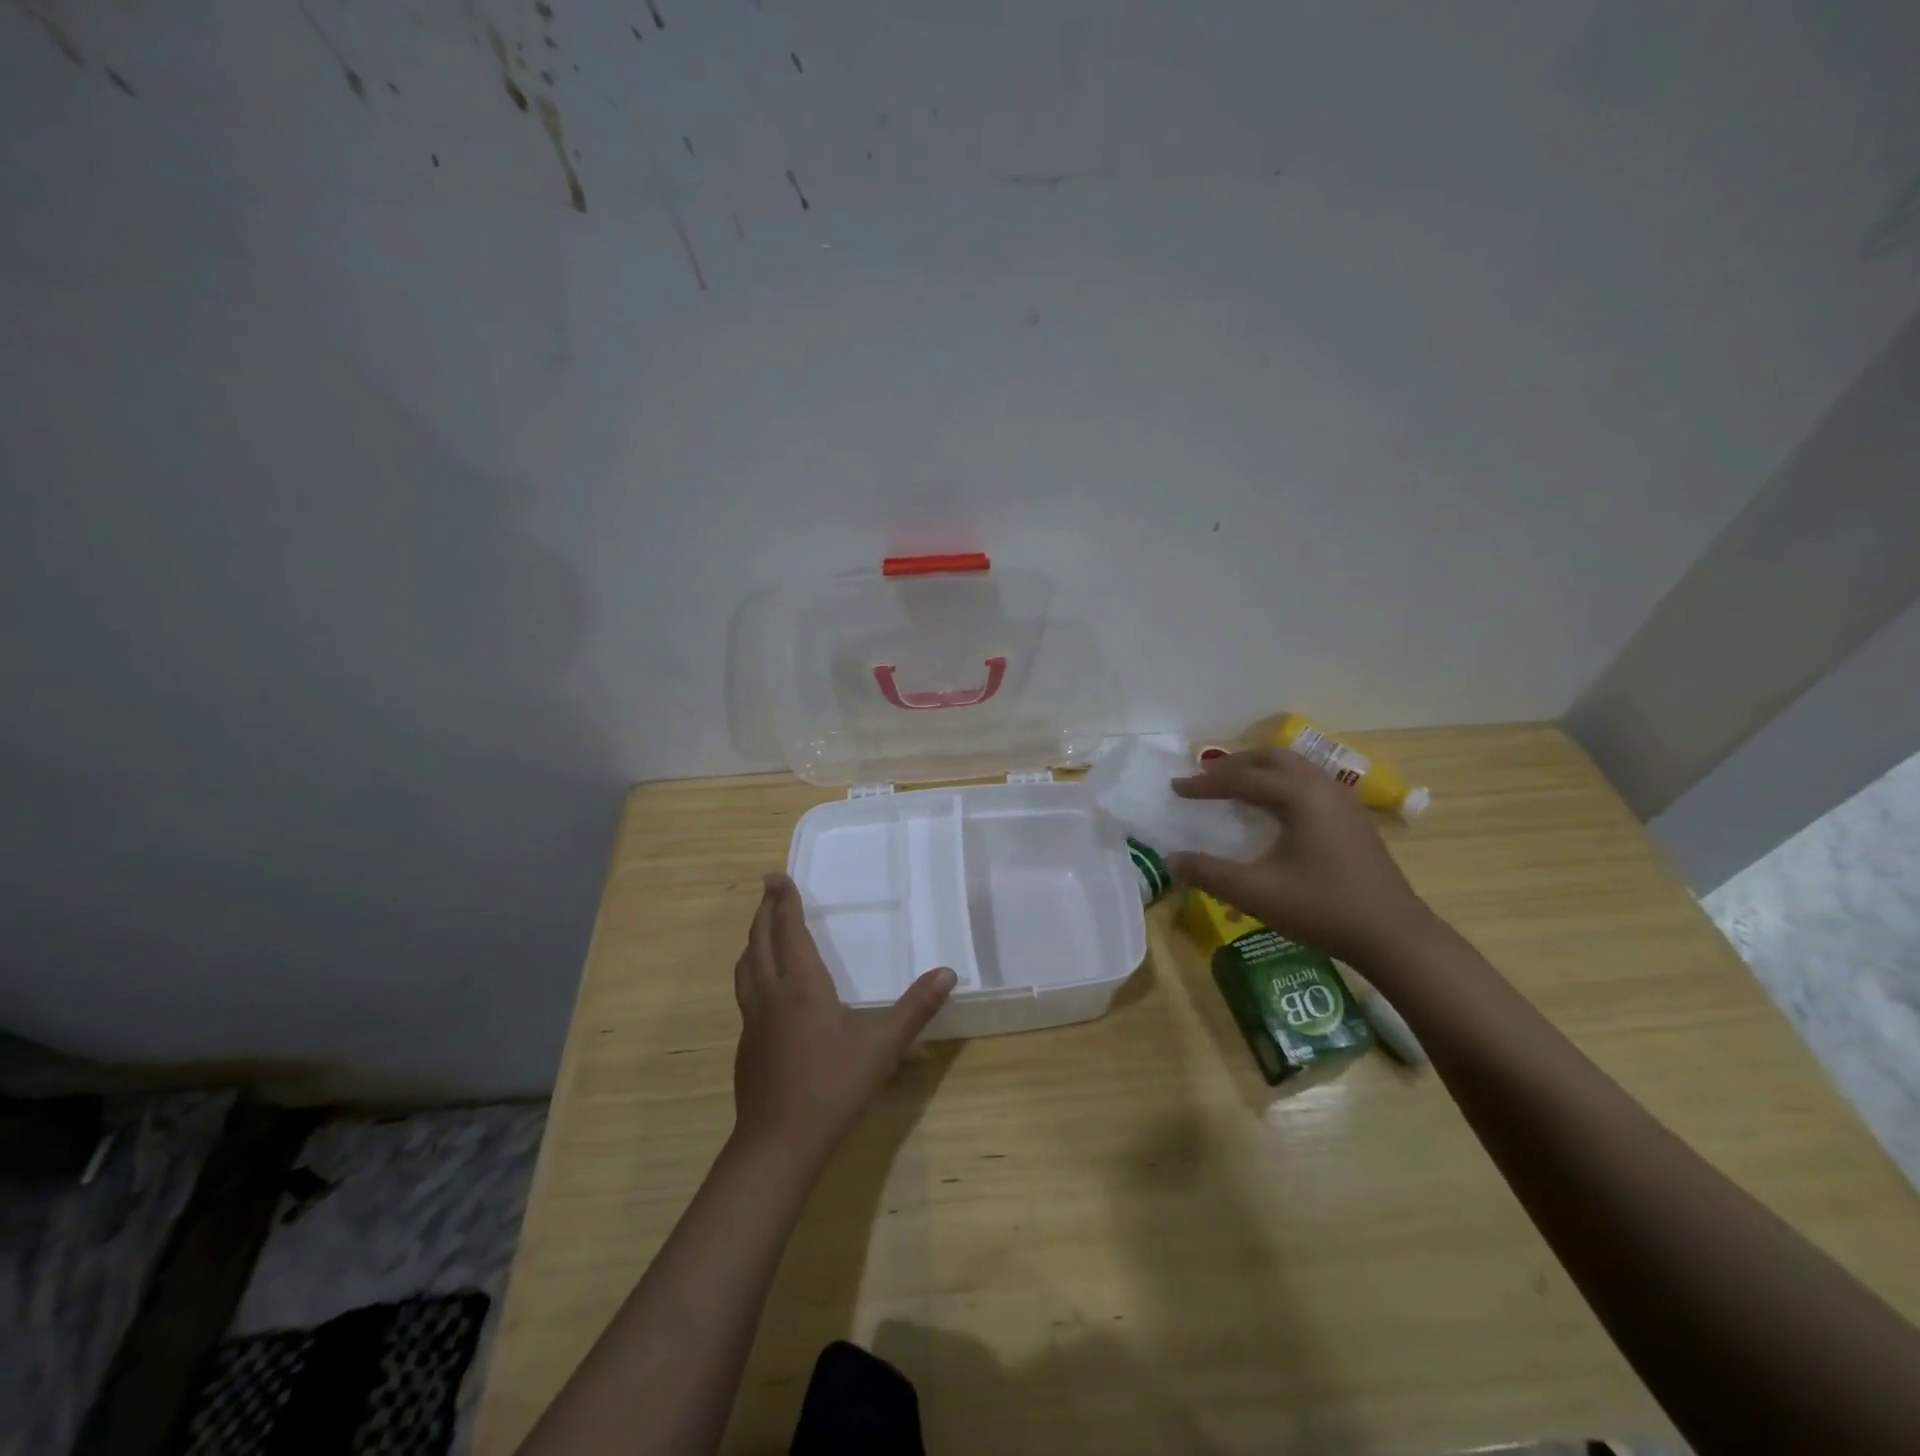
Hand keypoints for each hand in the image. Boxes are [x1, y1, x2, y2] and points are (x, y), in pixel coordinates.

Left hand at [732, 874, 955, 1163]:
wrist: (778, 1144)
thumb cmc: (833, 1087)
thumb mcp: (882, 1047)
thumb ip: (915, 1008)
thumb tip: (947, 972)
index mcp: (801, 985)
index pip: (789, 930)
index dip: (784, 901)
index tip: (777, 875)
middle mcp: (771, 994)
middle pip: (760, 941)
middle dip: (765, 911)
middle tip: (770, 889)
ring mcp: (752, 1020)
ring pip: (746, 966)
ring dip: (754, 939)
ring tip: (762, 929)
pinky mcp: (746, 1043)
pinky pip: (745, 991)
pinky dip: (751, 970)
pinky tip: (764, 987)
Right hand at [1168, 748, 1437, 967]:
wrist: (1393, 936)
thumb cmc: (1321, 908)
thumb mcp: (1255, 892)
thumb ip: (1208, 872)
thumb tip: (1171, 859)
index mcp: (1298, 796)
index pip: (1241, 779)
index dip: (1204, 784)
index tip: (1175, 788)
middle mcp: (1322, 787)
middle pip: (1271, 758)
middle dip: (1233, 765)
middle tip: (1204, 779)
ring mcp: (1343, 801)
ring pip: (1294, 767)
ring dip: (1259, 770)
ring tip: (1234, 786)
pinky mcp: (1354, 818)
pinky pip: (1309, 782)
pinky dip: (1281, 782)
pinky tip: (1273, 808)